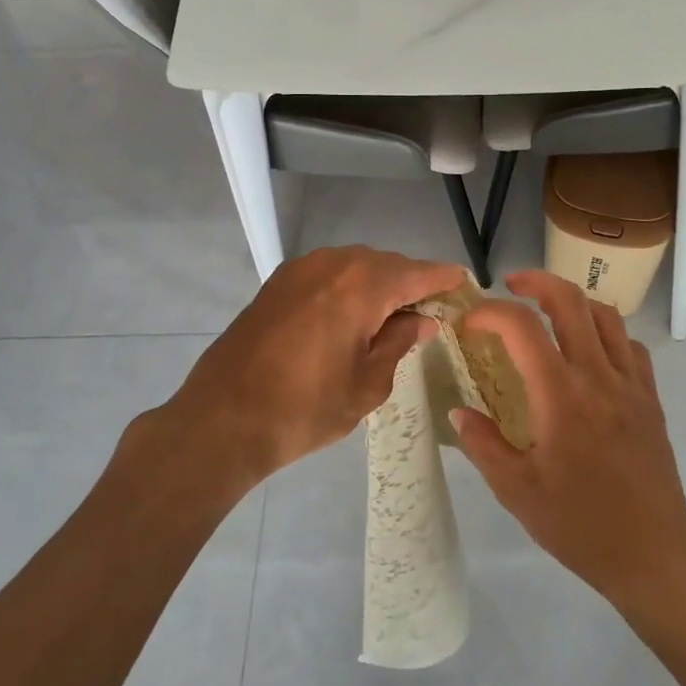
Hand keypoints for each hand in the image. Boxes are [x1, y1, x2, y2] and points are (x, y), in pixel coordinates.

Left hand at [159, 247, 465, 487]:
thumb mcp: (367, 386)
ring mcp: (300, 270)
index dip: (443, 278)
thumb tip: (421, 320)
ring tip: (391, 315)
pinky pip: (328, 274)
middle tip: (428, 310)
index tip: (464, 282)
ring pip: (355, 266)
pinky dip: (348, 286)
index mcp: (362, 286)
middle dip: (410, 283)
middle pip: (386, 264)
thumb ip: (398, 343)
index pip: (417, 273)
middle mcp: (333, 264)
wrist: (221, 421)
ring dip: (378, 284)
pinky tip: (352, 314)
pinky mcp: (277, 283)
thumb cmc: (304, 410)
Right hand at [451, 270, 685, 609]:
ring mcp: (631, 383)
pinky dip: (606, 332)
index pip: (522, 326)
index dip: (490, 312)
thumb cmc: (580, 526)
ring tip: (548, 311)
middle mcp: (598, 375)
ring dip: (573, 301)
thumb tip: (458, 410)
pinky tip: (590, 352)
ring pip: (606, 315)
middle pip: (571, 300)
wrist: (654, 554)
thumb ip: (483, 444)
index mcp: (561, 395)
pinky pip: (630, 346)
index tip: (468, 322)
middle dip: (537, 281)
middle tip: (511, 286)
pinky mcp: (651, 398)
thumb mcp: (517, 491)